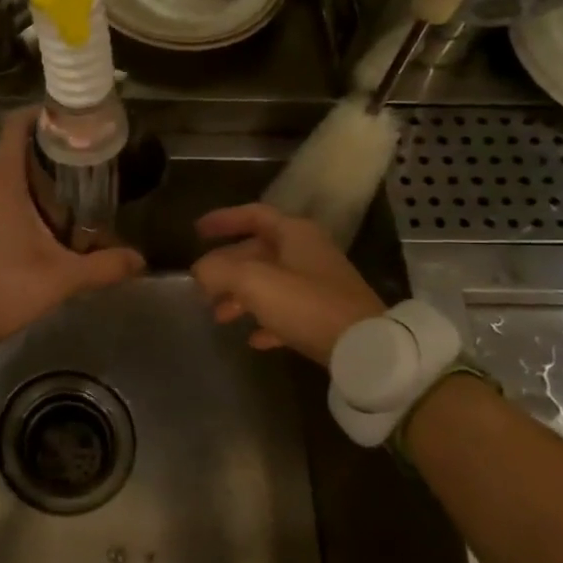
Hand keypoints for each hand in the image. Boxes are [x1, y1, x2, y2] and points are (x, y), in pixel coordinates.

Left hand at [0, 109, 145, 346]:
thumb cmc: (2, 288)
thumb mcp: (60, 279)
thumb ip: (103, 266)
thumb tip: (140, 260)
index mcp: (2, 182)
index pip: (16, 125)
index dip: (42, 114)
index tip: (73, 120)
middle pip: (17, 150)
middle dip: (51, 153)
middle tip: (88, 163)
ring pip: (6, 176)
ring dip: (36, 179)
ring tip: (74, 193)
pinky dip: (20, 198)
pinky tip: (45, 223)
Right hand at [190, 204, 385, 365]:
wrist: (365, 347)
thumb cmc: (306, 304)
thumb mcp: (253, 282)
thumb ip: (219, 270)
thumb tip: (200, 271)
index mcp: (294, 234)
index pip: (253, 215)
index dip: (223, 220)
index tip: (197, 231)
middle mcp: (308, 253)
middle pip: (259, 252)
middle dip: (227, 268)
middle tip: (201, 285)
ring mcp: (320, 285)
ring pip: (270, 283)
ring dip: (241, 297)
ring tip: (219, 316)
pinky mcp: (327, 315)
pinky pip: (288, 312)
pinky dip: (267, 320)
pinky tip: (253, 339)